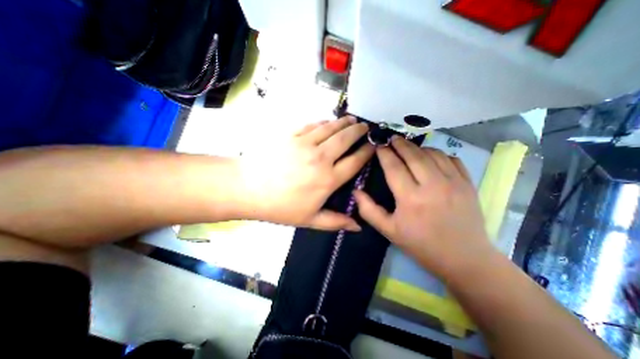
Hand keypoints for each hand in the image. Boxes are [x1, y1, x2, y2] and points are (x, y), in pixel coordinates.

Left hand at [238, 116, 373, 230]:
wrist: (248, 188)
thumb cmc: (280, 207)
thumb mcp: (309, 220)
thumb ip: (336, 222)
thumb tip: (358, 226)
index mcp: (328, 179)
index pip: (355, 161)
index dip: (366, 152)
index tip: (374, 146)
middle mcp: (321, 158)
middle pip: (345, 139)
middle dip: (359, 131)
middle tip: (366, 127)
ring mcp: (305, 143)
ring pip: (331, 128)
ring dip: (344, 123)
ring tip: (352, 120)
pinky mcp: (292, 135)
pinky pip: (313, 125)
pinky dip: (324, 122)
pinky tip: (328, 122)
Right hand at [352, 134, 491, 276]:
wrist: (464, 258)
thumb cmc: (421, 244)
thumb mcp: (389, 231)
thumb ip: (369, 210)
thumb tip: (356, 191)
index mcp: (410, 198)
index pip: (394, 167)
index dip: (384, 154)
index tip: (378, 145)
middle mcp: (432, 185)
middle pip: (413, 155)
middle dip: (400, 144)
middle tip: (391, 138)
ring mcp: (453, 182)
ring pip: (432, 154)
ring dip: (418, 147)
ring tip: (408, 146)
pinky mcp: (468, 183)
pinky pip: (451, 159)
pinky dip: (438, 153)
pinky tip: (430, 156)